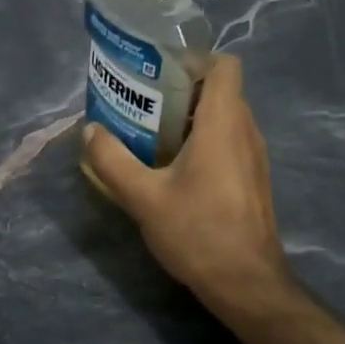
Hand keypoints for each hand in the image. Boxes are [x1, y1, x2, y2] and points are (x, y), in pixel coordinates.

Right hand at [82, 55, 295, 321]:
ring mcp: (254, 157)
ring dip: (189, 118)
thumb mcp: (143, 197)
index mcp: (223, 124)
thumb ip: (112, 160)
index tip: (158, 72)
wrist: (246, 283)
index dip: (194, 60)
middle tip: (142, 103)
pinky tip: (172, 168)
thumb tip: (90, 130)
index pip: (224, 65)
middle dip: (181, 90)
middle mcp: (245, 132)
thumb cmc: (197, 232)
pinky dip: (202, 141)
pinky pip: (228, 141)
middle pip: (219, 90)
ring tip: (150, 134)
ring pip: (224, 117)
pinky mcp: (252, 179)